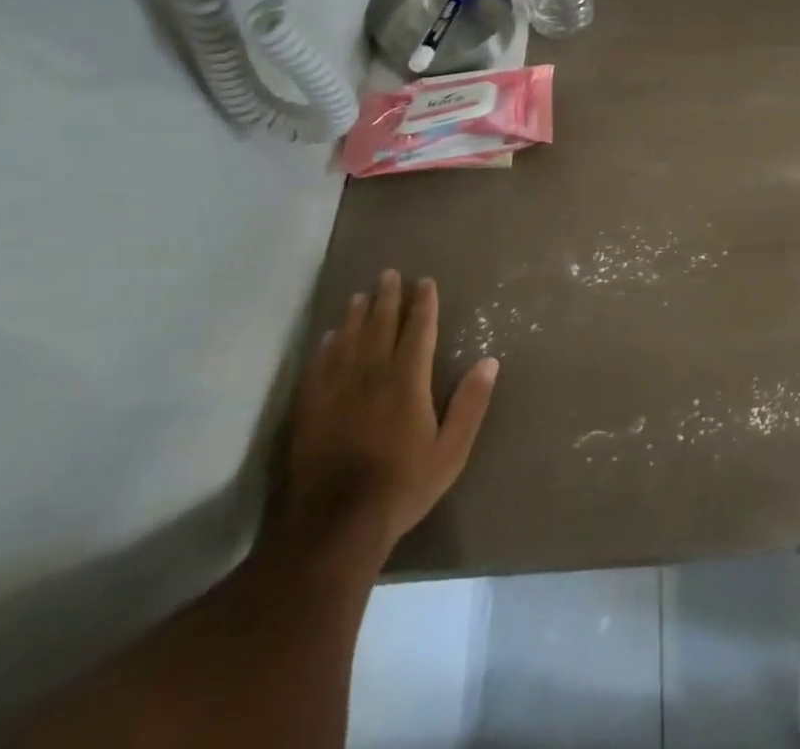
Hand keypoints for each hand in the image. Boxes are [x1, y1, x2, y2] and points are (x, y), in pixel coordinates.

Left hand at [284, 272, 496, 559]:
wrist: (334, 526)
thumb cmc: (402, 486)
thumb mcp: (451, 451)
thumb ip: (470, 404)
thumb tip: (489, 361)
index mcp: (407, 381)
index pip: (418, 330)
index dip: (423, 304)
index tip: (425, 282)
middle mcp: (372, 375)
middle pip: (380, 326)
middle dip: (387, 298)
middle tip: (388, 274)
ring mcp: (337, 391)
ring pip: (347, 340)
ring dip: (355, 315)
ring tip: (359, 295)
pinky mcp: (310, 410)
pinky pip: (318, 367)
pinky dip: (325, 347)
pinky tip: (327, 338)